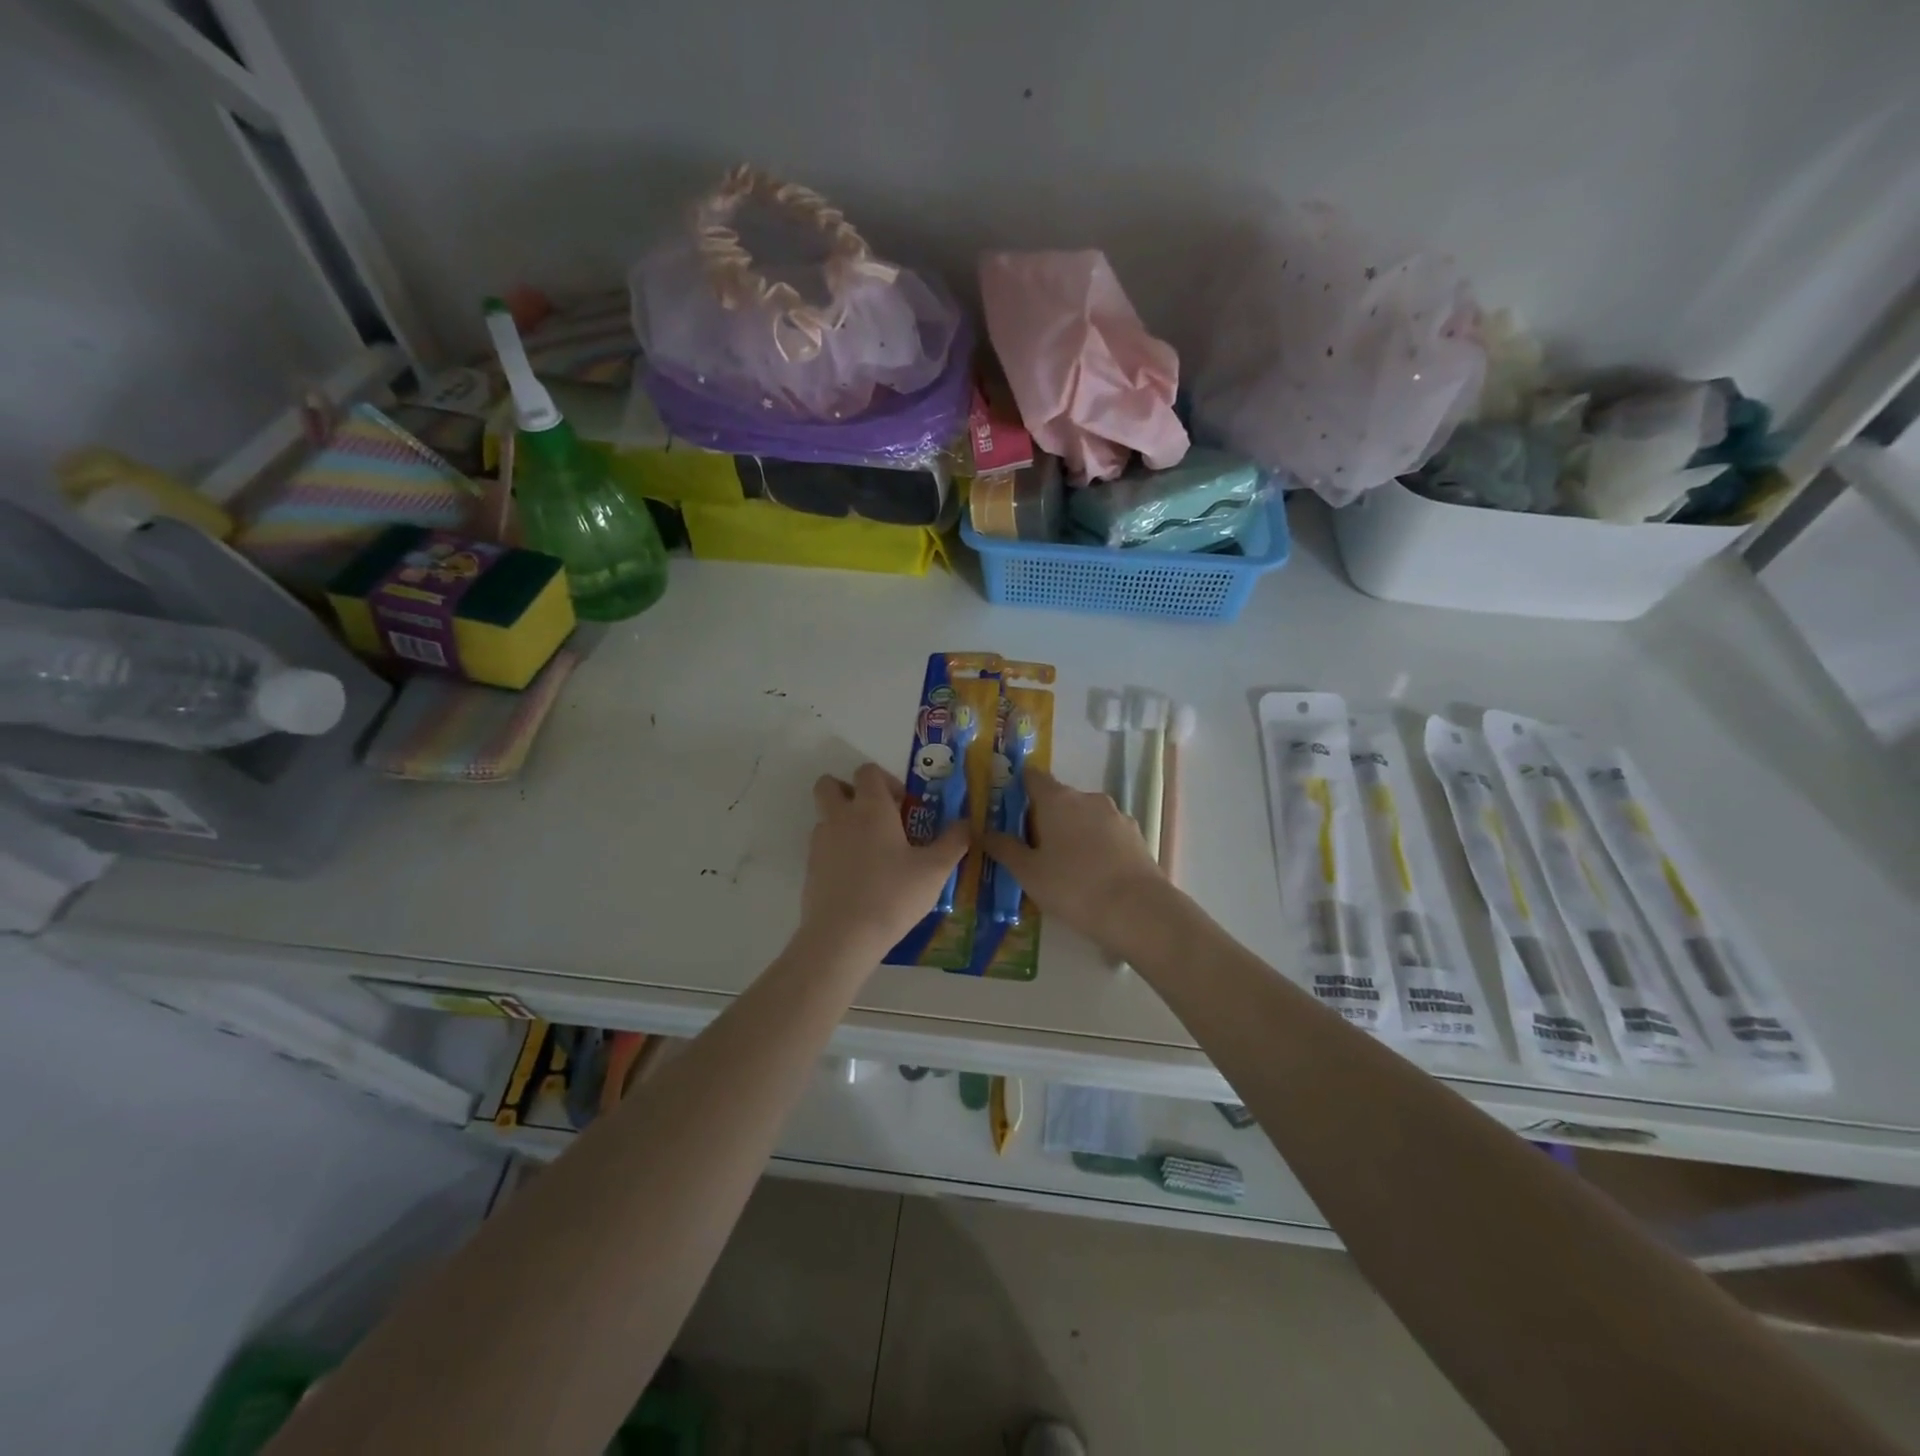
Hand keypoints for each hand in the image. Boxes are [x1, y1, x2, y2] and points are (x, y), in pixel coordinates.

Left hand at [800, 764, 968, 962]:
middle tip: (876, 817)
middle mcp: (840, 817)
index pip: (867, 771)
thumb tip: (967, 824)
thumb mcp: (935, 870)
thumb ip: (953, 842)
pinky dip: (837, 851)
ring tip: (872, 852)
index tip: (903, 806)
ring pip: (825, 816)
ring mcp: (820, 842)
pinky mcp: (809, 868)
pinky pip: (822, 846)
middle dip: (850, 791)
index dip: (885, 780)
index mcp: (870, 808)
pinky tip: (859, 878)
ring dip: (844, 822)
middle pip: (830, 784)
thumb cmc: (893, 895)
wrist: (842, 937)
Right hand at [982, 767, 1166, 954]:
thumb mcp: (1029, 873)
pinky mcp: (1136, 835)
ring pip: (1085, 816)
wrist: (1137, 910)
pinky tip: (1094, 873)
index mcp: (1057, 799)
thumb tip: (984, 832)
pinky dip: (1096, 845)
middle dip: (1045, 817)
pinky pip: (1106, 833)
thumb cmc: (1073, 887)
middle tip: (1033, 850)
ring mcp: (1116, 815)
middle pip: (1059, 798)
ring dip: (1072, 832)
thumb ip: (1005, 848)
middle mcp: (1088, 798)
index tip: (1009, 809)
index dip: (1019, 788)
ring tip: (1065, 866)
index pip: (1033, 777)